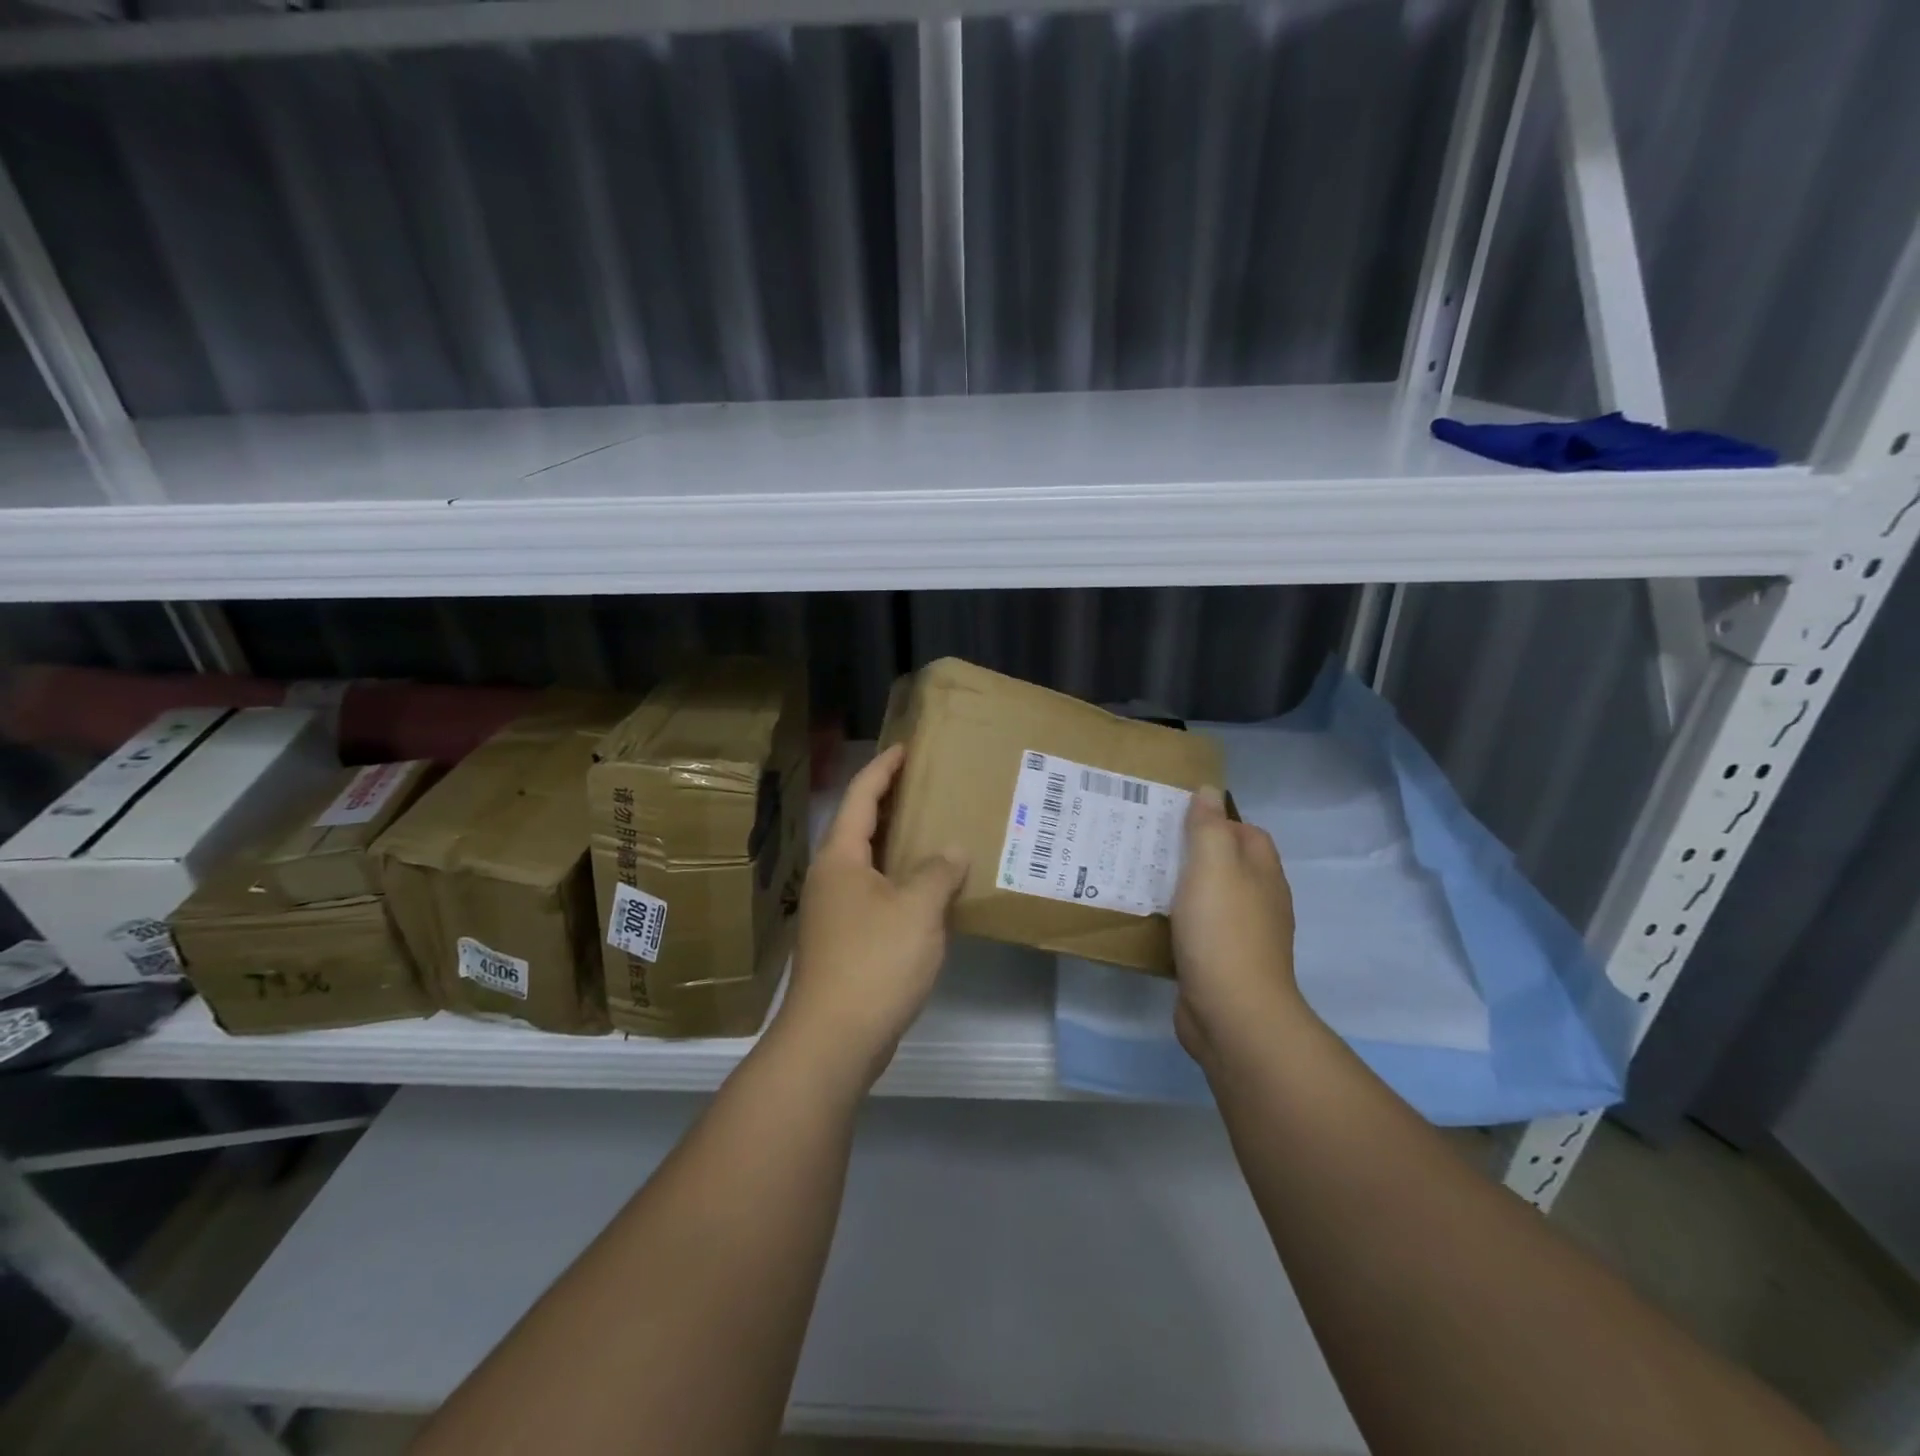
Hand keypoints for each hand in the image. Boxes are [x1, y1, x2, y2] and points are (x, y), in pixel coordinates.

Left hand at [774, 745, 968, 1092]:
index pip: (860, 797)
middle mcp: (832, 878)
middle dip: (890, 803)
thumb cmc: (874, 961)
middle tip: (927, 786)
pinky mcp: (845, 942)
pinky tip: (929, 893)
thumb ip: (938, 872)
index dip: (882, 769)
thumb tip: (952, 852)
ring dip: (898, 847)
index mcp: (841, 858)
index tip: (905, 748)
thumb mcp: (918, 909)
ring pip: (869, 864)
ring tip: (936, 834)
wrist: (834, 1038)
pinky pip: (876, 896)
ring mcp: (835, 912)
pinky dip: (901, 883)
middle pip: (860, 827)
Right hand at [1170, 787, 1307, 1066]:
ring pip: (1211, 899)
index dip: (1217, 820)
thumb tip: (1210, 791)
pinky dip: (1179, 922)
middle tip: (1150, 844)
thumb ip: (1209, 827)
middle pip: (1228, 865)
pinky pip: (1199, 931)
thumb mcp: (1213, 866)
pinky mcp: (1222, 965)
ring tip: (1142, 877)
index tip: (1175, 818)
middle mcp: (1260, 902)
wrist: (1232, 1013)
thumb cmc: (1223, 931)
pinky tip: (1152, 921)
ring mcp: (1243, 937)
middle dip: (1194, 853)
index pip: (1247, 832)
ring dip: (1183, 889)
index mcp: (1263, 874)